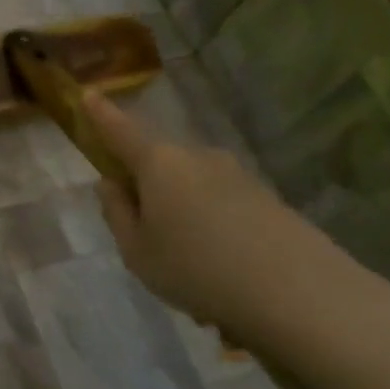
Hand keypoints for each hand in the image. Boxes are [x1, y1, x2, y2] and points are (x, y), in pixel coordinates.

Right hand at [85, 92, 377, 338]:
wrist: (301, 294)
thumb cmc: (196, 269)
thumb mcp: (136, 251)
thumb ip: (118, 213)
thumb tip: (111, 184)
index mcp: (158, 164)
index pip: (120, 131)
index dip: (101, 114)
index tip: (88, 94)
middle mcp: (198, 158)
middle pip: (159, 164)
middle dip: (147, 189)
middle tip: (144, 236)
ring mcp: (237, 176)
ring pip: (192, 190)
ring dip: (182, 218)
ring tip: (188, 272)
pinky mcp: (267, 199)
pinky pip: (222, 208)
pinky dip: (213, 233)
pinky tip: (221, 276)